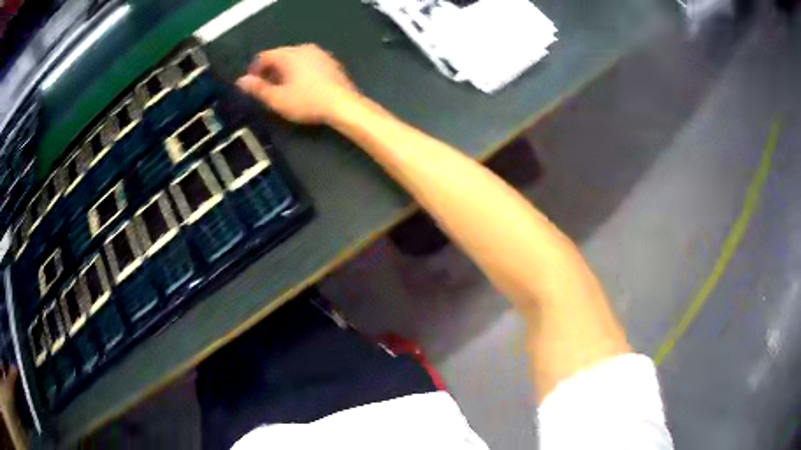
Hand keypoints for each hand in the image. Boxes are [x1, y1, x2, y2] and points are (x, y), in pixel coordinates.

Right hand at [236, 44, 360, 124]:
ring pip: (294, 59)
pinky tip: (301, 86)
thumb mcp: (277, 99)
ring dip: (284, 71)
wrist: (343, 105)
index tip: (251, 85)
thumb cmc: (307, 102)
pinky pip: (308, 62)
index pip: (264, 56)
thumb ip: (257, 88)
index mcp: (289, 54)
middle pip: (280, 55)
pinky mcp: (330, 62)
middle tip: (265, 89)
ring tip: (281, 89)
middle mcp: (304, 48)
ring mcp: (320, 53)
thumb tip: (240, 81)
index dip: (254, 70)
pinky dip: (299, 71)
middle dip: (270, 70)